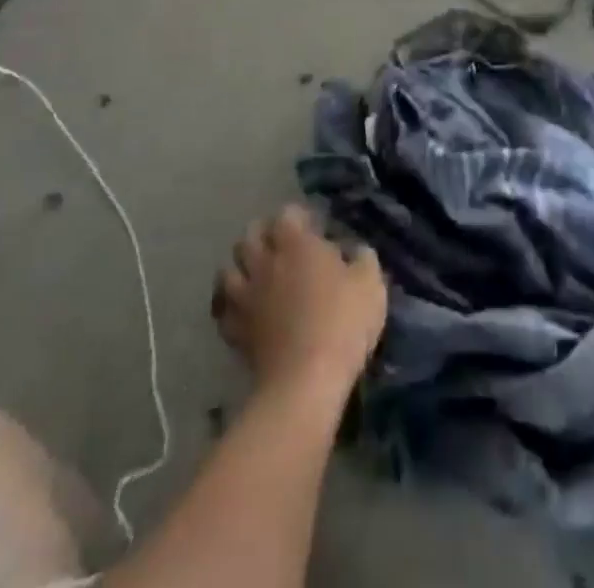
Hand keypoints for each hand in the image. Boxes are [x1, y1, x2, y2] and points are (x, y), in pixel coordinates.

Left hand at [212, 204, 386, 399]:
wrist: (306, 380)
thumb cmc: (342, 322)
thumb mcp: (370, 285)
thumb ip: (363, 259)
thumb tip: (356, 251)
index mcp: (296, 243)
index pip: (287, 213)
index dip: (298, 217)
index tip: (313, 228)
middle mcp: (265, 261)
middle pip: (250, 235)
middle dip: (263, 236)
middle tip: (281, 248)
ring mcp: (245, 296)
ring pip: (227, 270)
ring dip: (239, 268)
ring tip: (255, 276)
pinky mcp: (234, 330)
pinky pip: (222, 310)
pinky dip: (229, 306)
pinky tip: (243, 311)